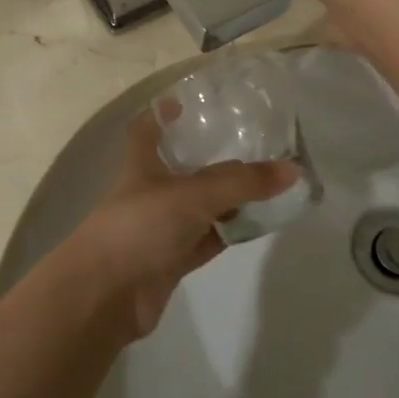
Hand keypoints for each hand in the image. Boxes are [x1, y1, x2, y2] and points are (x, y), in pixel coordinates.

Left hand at [62, 113, 296, 340]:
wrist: (105, 295)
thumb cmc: (139, 227)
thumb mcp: (193, 195)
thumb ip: (242, 183)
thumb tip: (293, 169)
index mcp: (142, 166)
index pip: (147, 131)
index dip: (161, 115)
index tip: (183, 102)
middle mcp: (150, 194)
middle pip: (183, 169)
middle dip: (211, 158)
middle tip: (253, 143)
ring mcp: (161, 229)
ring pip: (201, 207)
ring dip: (228, 198)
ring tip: (269, 181)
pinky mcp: (172, 261)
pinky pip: (208, 240)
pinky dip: (229, 231)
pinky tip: (258, 223)